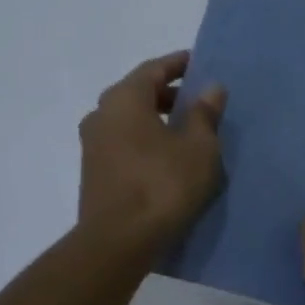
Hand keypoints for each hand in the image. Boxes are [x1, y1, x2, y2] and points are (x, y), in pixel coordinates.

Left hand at [77, 51, 225, 250]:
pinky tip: (169, 158)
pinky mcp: (94, 172)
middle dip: (170, 94)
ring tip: (189, 132)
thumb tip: (210, 88)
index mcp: (124, 99)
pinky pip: (125, 143)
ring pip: (130, 120)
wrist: (119, 241)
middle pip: (139, 93)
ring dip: (158, 120)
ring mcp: (93, 145)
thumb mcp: (199, 146)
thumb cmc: (163, 183)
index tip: (200, 64)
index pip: (154, 69)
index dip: (179, 64)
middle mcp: (101, 115)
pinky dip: (147, 140)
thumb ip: (205, 113)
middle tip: (200, 101)